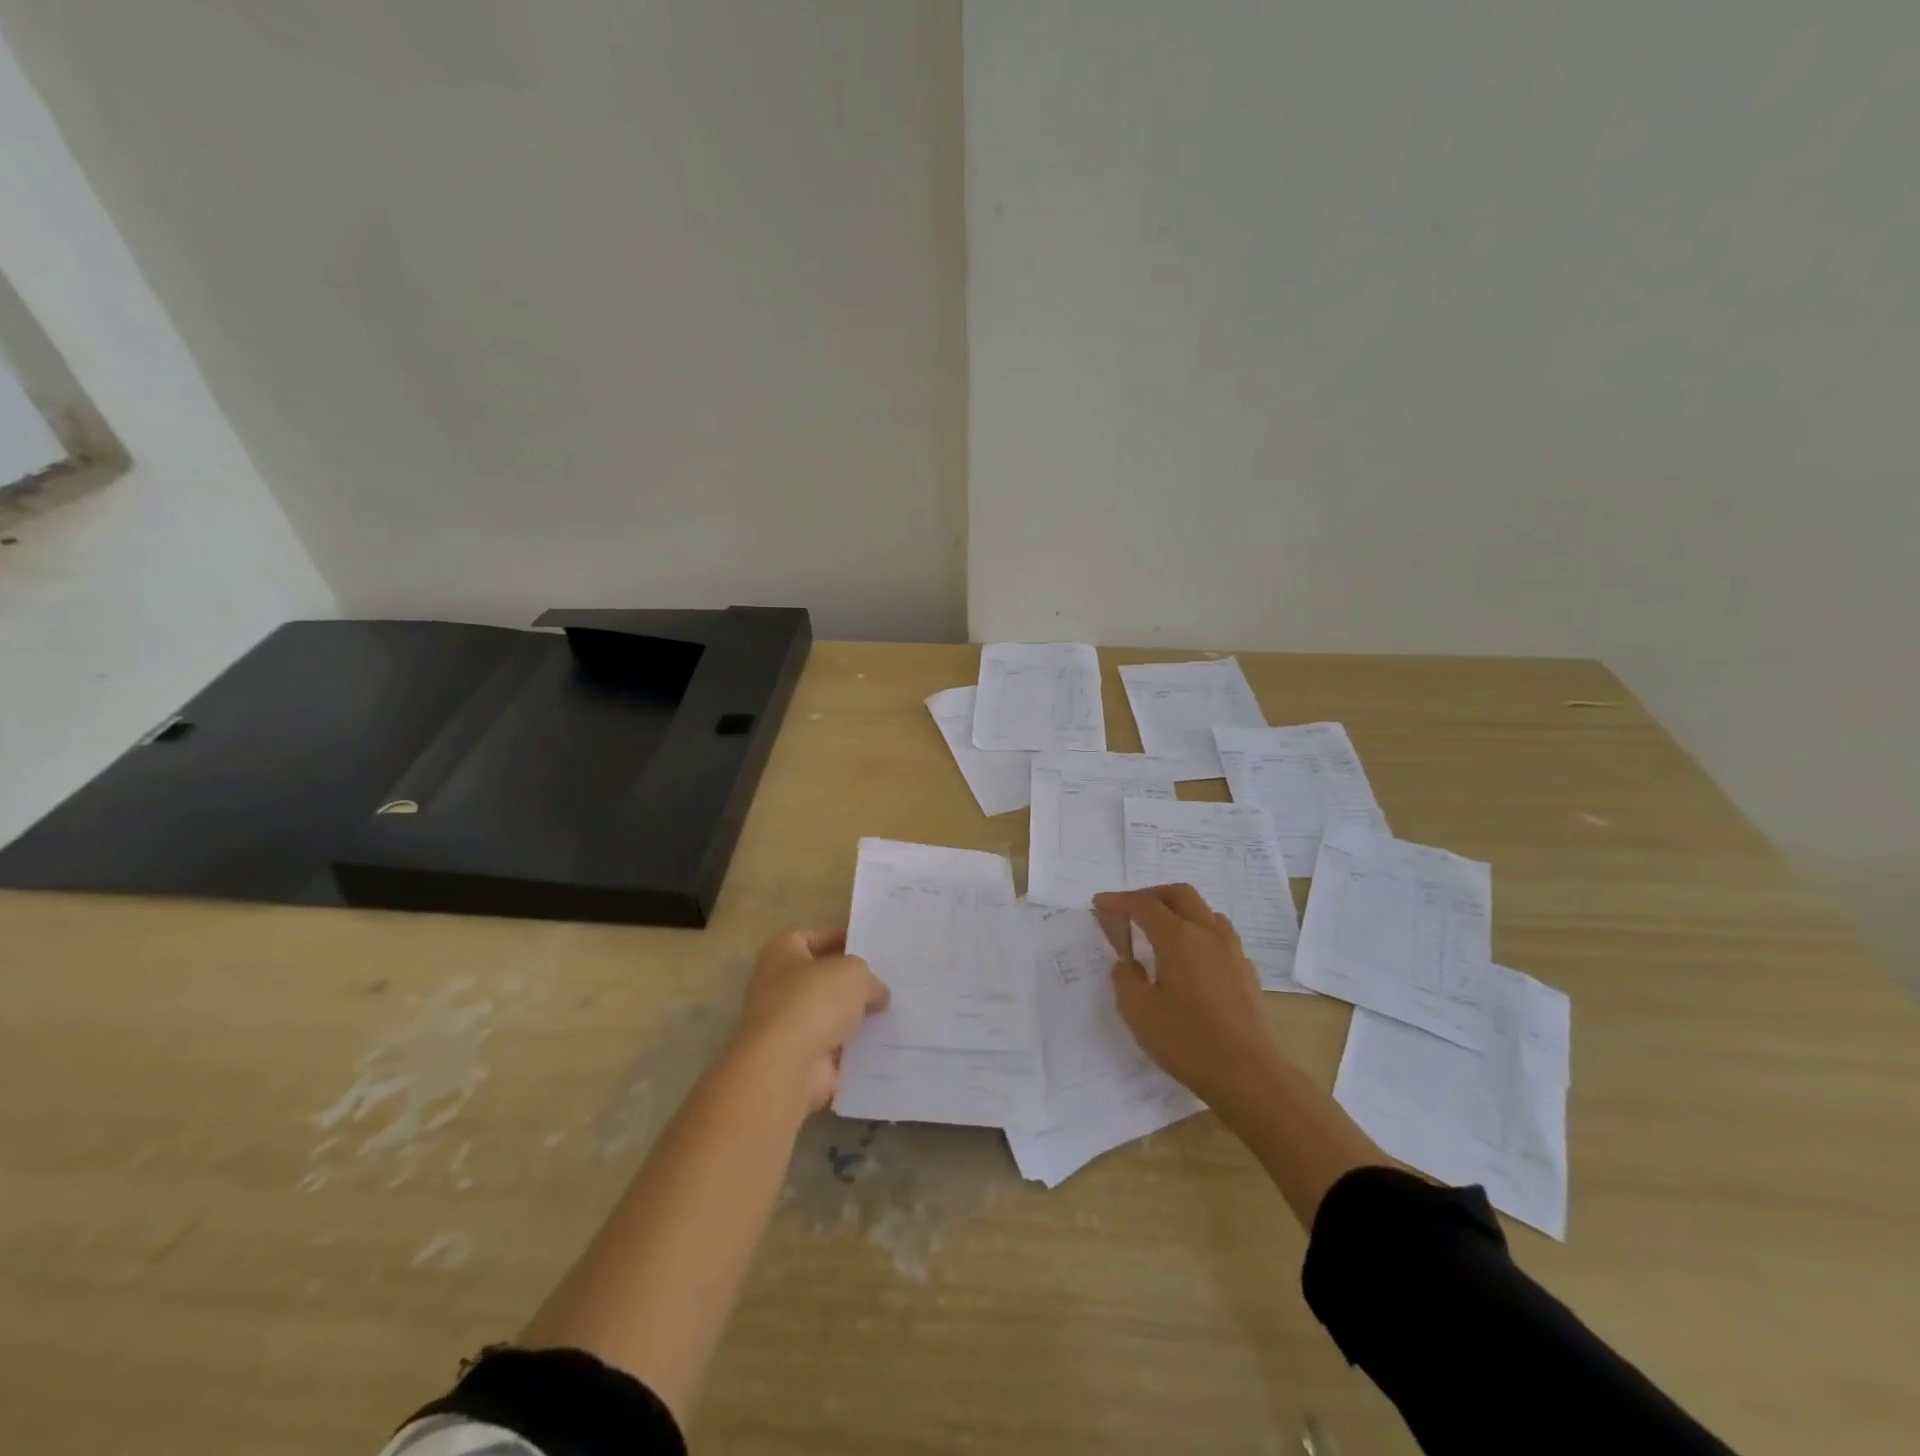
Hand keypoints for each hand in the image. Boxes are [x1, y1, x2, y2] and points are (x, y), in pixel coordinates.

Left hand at [731, 927, 889, 1110]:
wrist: (786, 1065)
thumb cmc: (814, 1000)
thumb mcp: (854, 972)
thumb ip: (869, 978)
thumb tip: (877, 993)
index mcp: (781, 954)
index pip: (810, 936)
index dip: (838, 937)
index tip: (868, 945)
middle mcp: (776, 986)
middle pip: (819, 976)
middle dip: (848, 980)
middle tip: (884, 978)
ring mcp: (786, 1025)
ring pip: (827, 1013)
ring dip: (852, 1015)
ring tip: (890, 1009)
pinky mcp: (798, 1058)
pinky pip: (832, 1046)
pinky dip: (852, 1046)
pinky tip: (882, 1041)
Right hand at [1093, 885, 1288, 1117]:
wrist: (1250, 1075)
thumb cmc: (1188, 1041)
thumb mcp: (1138, 1012)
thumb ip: (1125, 979)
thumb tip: (1128, 963)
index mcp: (1178, 937)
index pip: (1144, 905)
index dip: (1119, 901)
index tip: (1099, 903)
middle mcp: (1207, 933)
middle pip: (1179, 894)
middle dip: (1151, 895)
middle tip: (1129, 909)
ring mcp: (1232, 951)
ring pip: (1204, 911)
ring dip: (1178, 910)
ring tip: (1160, 930)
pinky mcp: (1246, 971)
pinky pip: (1219, 935)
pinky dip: (1198, 932)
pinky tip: (1190, 958)